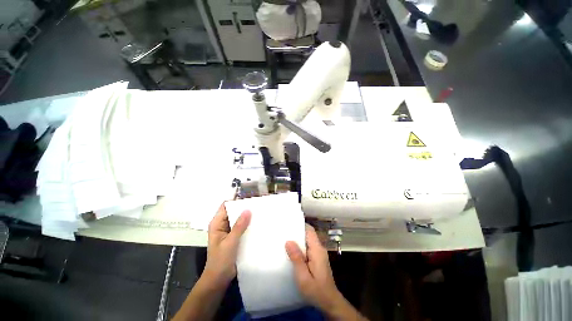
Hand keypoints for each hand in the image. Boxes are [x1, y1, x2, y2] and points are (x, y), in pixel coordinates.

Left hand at [203, 203, 250, 289]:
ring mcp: (230, 231)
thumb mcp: (230, 243)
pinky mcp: (235, 237)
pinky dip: (249, 224)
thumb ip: (239, 227)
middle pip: (234, 211)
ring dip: (248, 216)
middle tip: (258, 204)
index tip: (250, 198)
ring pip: (239, 219)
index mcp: (217, 223)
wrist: (219, 280)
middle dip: (244, 207)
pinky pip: (243, 227)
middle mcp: (223, 225)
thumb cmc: (220, 261)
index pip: (226, 206)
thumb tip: (248, 210)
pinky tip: (258, 223)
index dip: (236, 200)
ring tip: (261, 211)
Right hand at [286, 225, 366, 319]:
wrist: (329, 302)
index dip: (300, 225)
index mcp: (317, 250)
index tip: (289, 223)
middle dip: (297, 231)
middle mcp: (319, 248)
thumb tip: (288, 241)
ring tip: (284, 239)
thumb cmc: (316, 290)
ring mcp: (319, 254)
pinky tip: (291, 251)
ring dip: (297, 240)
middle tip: (283, 231)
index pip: (310, 230)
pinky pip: (308, 248)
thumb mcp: (303, 276)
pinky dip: (300, 247)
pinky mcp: (317, 259)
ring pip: (307, 241)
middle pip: (308, 234)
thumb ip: (296, 258)